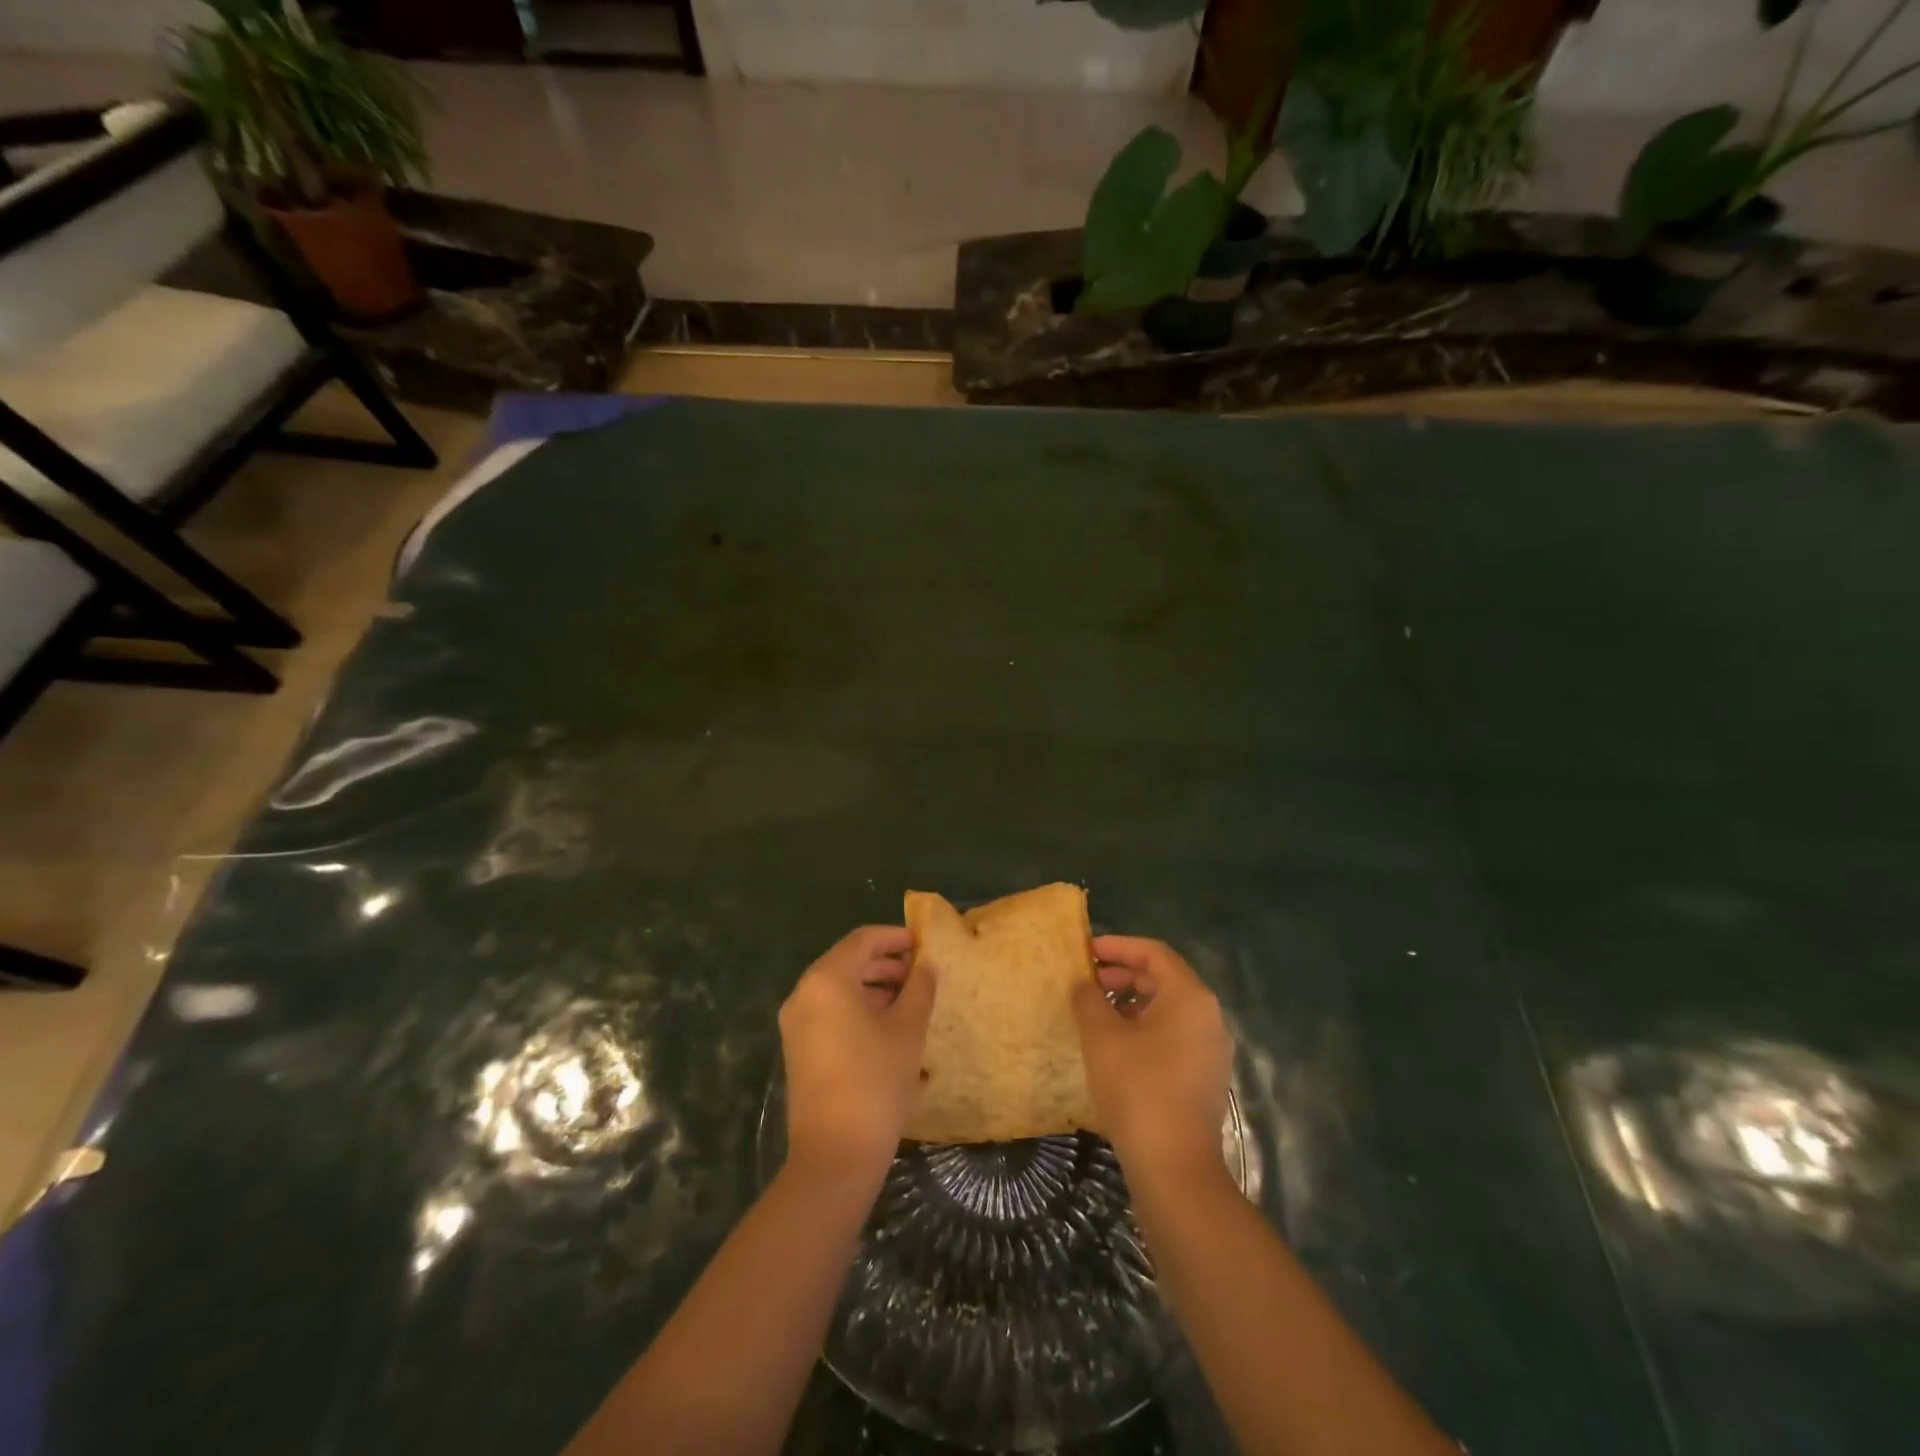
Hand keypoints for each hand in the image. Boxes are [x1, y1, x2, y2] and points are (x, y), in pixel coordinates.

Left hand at [779, 925, 936, 1179]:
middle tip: (920, 974)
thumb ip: (919, 988)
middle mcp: (804, 994)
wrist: (835, 1154)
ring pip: (839, 989)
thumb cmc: (876, 1080)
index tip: (922, 943)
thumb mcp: (908, 1030)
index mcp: (827, 980)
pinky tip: (889, 1028)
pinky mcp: (799, 1049)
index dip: (894, 937)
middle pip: (848, 962)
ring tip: (910, 1001)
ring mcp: (797, 1024)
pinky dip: (858, 1009)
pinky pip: (830, 1012)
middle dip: (886, 964)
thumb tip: (925, 965)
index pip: (862, 940)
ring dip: (874, 987)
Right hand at [1072, 935, 1231, 1177]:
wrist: (1175, 1168)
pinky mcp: (1204, 1076)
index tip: (1086, 951)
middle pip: (1163, 978)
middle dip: (1123, 974)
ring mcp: (1210, 1048)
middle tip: (1088, 982)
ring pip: (1168, 1008)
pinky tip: (1116, 1046)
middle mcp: (1207, 1016)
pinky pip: (1173, 1034)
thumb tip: (1084, 984)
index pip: (1154, 953)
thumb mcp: (1102, 1037)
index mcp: (1189, 997)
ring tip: (1096, 1013)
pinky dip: (1144, 1027)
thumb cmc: (1138, 1089)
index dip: (1118, 946)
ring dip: (1131, 1002)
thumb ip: (1089, 1000)